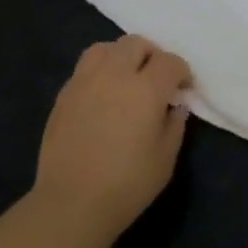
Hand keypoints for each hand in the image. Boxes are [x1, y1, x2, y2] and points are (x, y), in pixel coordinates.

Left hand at [34, 35, 192, 237]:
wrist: (72, 203)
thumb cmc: (127, 184)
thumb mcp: (165, 159)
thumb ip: (174, 125)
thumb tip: (175, 106)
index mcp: (145, 89)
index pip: (170, 62)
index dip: (181, 71)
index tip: (183, 88)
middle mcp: (114, 75)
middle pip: (136, 44)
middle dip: (152, 55)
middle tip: (156, 79)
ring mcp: (84, 81)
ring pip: (105, 48)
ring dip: (121, 56)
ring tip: (126, 78)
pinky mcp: (64, 94)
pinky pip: (84, 68)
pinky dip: (99, 71)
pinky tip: (102, 95)